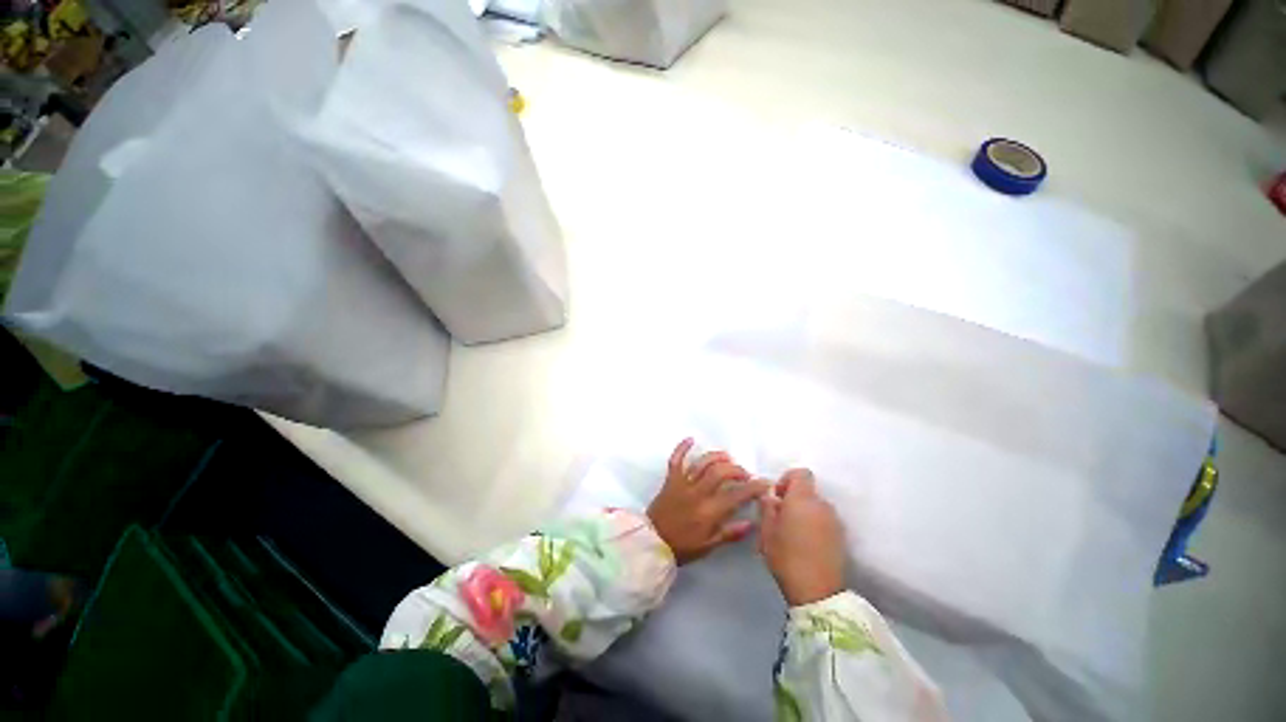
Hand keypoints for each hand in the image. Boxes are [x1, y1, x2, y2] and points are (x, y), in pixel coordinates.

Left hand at [647, 439, 768, 564]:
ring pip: (702, 463)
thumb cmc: (682, 547)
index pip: (736, 495)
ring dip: (717, 457)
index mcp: (709, 511)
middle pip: (720, 472)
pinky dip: (682, 447)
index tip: (765, 482)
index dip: (753, 487)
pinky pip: (676, 459)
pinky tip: (691, 439)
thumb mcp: (708, 546)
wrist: (651, 542)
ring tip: (728, 458)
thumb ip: (729, 534)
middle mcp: (697, 493)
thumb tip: (751, 523)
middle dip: (736, 470)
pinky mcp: (670, 479)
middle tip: (745, 473)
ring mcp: (682, 483)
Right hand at [758, 468, 845, 605]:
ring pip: (817, 507)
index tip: (777, 496)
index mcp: (803, 499)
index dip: (787, 479)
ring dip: (805, 513)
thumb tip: (769, 496)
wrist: (818, 592)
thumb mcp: (766, 531)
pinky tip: (806, 544)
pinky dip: (815, 525)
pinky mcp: (842, 537)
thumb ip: (767, 507)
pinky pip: (825, 521)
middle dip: (794, 499)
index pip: (800, 473)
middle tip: (781, 517)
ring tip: (793, 533)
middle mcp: (823, 505)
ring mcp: (835, 521)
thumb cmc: (786, 557)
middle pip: (808, 491)